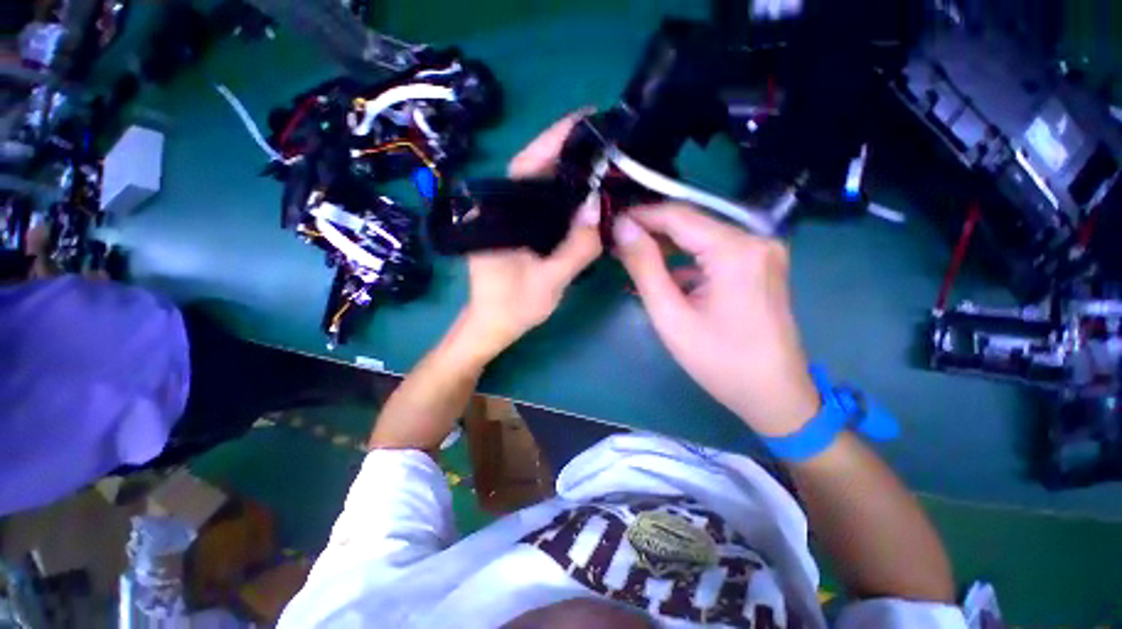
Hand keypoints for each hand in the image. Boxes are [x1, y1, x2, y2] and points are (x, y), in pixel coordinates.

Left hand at [460, 111, 601, 357]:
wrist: (493, 326)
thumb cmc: (513, 308)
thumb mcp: (549, 282)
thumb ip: (575, 249)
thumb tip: (598, 209)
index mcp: (497, 216)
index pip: (526, 165)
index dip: (554, 139)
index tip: (585, 118)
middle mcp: (498, 209)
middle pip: (534, 170)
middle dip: (568, 152)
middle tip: (604, 141)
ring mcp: (506, 218)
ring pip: (539, 187)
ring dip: (568, 173)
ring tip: (601, 162)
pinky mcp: (515, 229)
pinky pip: (541, 205)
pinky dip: (564, 197)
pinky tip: (585, 196)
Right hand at [612, 204, 818, 436]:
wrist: (774, 394)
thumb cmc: (719, 361)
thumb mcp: (671, 315)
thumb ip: (645, 266)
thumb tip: (623, 227)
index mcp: (736, 250)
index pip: (678, 216)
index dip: (640, 215)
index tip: (610, 222)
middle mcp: (755, 240)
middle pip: (691, 223)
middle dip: (651, 231)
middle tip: (617, 243)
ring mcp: (762, 251)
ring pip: (702, 236)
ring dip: (667, 245)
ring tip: (633, 256)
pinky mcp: (760, 265)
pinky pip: (715, 251)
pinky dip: (687, 259)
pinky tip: (663, 273)